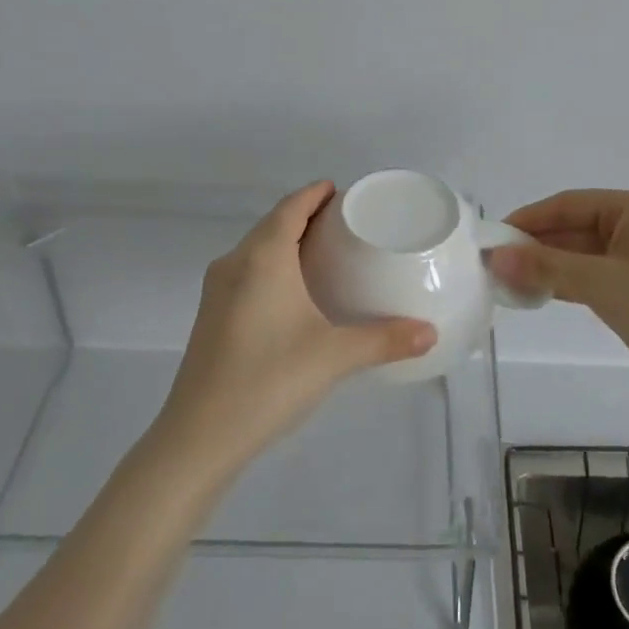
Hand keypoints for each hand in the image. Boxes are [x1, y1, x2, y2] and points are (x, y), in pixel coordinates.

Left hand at [154, 182, 437, 474]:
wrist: (198, 437)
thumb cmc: (268, 380)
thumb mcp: (334, 357)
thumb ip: (384, 340)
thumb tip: (430, 333)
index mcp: (262, 258)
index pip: (291, 207)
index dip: (315, 193)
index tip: (341, 191)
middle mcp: (235, 263)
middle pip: (272, 224)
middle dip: (304, 215)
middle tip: (343, 223)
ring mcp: (217, 291)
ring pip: (255, 249)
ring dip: (285, 241)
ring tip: (322, 253)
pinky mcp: (210, 316)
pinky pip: (245, 272)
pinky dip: (270, 266)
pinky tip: (291, 293)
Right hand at [488, 188, 628, 389]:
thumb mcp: (600, 284)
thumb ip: (546, 267)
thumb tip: (497, 258)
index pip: (568, 205)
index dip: (527, 220)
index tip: (493, 239)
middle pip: (576, 226)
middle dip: (537, 246)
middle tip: (497, 265)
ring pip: (585, 249)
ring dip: (551, 264)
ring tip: (511, 281)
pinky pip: (599, 267)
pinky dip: (572, 278)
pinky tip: (543, 291)